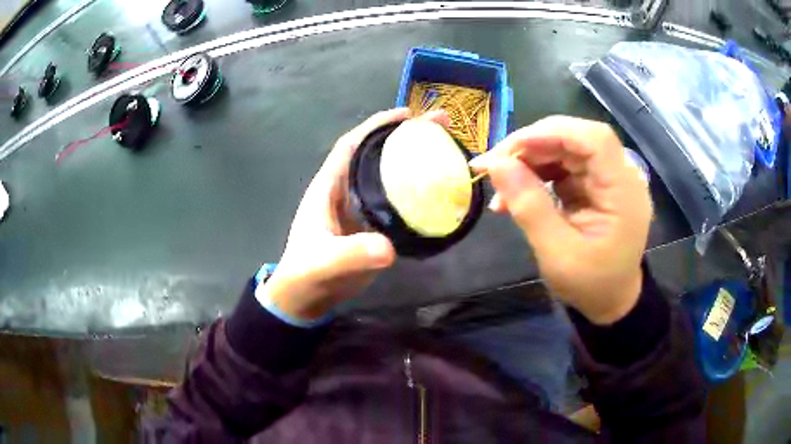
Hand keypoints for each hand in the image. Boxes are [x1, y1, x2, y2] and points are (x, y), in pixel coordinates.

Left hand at [262, 108, 448, 320]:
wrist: (306, 297)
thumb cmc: (305, 273)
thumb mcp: (324, 261)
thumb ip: (351, 254)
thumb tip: (390, 249)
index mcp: (329, 186)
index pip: (352, 145)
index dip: (377, 125)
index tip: (407, 114)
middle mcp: (347, 190)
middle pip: (379, 153)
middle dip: (407, 135)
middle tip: (443, 125)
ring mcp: (362, 208)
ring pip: (391, 175)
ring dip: (417, 160)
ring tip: (449, 148)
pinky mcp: (374, 226)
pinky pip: (399, 200)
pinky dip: (419, 191)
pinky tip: (441, 189)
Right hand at [470, 116, 652, 324]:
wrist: (610, 301)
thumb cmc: (590, 285)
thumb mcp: (557, 253)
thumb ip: (529, 206)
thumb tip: (495, 164)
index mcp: (623, 192)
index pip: (594, 139)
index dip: (551, 133)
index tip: (509, 150)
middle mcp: (620, 175)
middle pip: (575, 138)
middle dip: (532, 146)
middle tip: (493, 166)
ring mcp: (607, 178)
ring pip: (565, 148)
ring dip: (529, 160)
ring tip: (500, 187)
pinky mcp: (594, 184)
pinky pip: (563, 165)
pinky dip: (536, 173)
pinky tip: (516, 193)